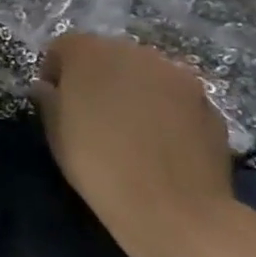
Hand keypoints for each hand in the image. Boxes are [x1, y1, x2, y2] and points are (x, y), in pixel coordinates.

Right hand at [32, 33, 238, 256]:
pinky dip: (164, 110)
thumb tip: (48, 88)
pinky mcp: (207, 101)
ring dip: (133, 90)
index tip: (56, 100)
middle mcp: (135, 52)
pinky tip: (161, 144)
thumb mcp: (56, 134)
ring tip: (131, 129)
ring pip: (144, 73)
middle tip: (93, 114)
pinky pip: (174, 97)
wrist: (173, 209)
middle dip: (97, 76)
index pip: (64, 46)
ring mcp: (177, 75)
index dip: (56, 71)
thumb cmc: (98, 165)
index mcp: (90, 53)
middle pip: (108, 54)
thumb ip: (49, 101)